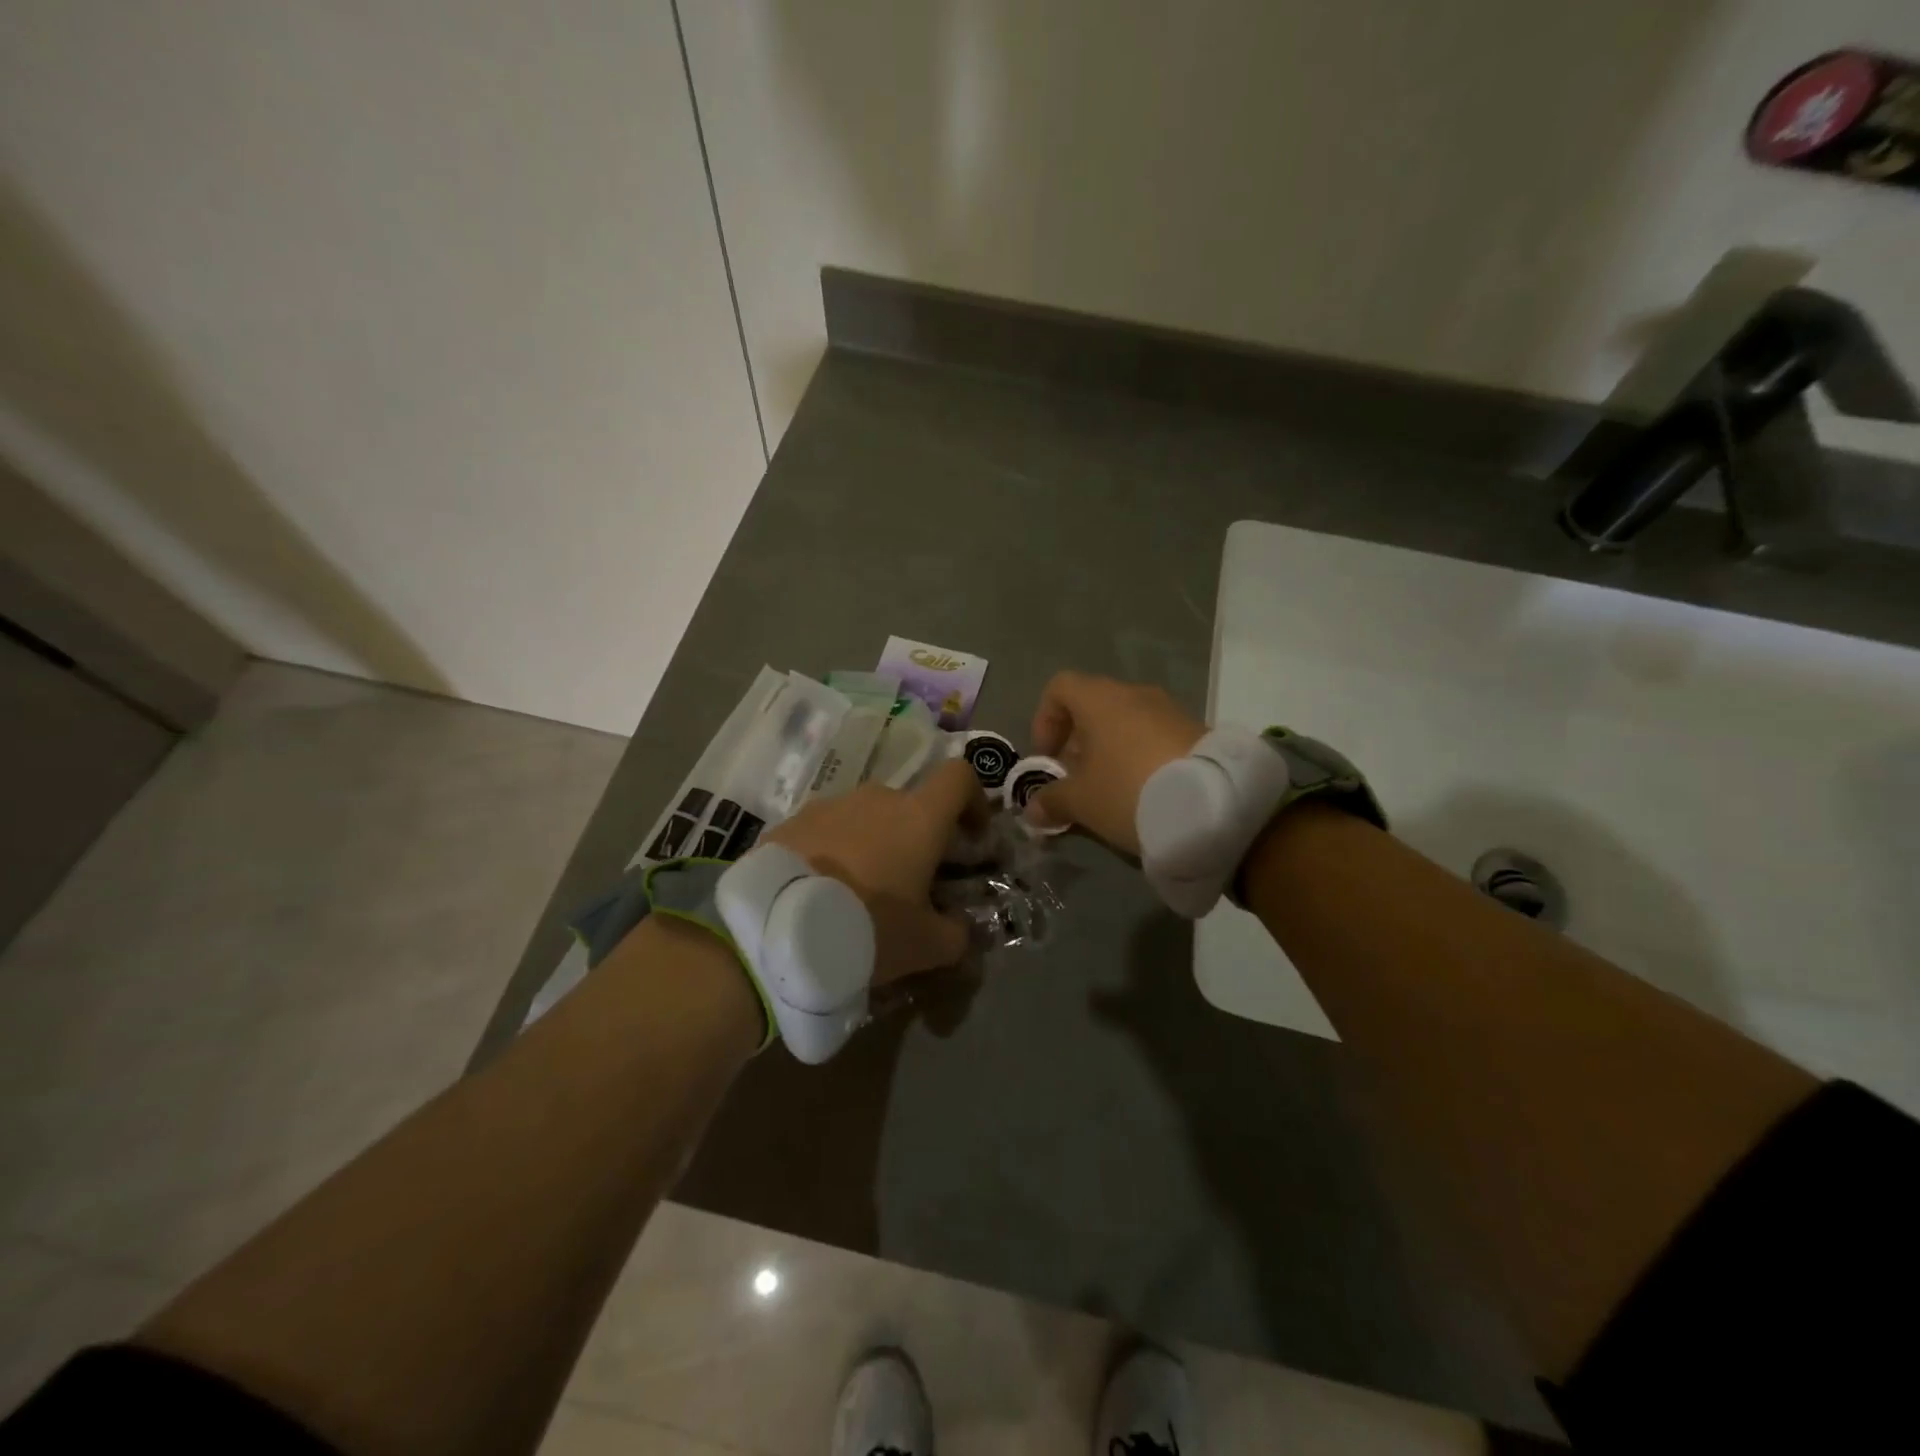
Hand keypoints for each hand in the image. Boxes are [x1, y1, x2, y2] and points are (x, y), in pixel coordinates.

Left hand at [768, 759, 989, 984]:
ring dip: (872, 844)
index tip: (971, 835)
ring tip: (858, 892)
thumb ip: (956, 933)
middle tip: (909, 883)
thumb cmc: (869, 928)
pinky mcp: (790, 823)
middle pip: (908, 805)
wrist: (778, 930)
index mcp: (918, 817)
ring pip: (864, 818)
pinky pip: (824, 831)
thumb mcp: (926, 946)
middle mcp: (875, 799)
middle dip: (915, 837)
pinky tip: (820, 892)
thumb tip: (960, 927)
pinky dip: (832, 853)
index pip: (959, 777)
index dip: (973, 799)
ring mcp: (828, 806)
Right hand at [1025, 671, 1203, 853]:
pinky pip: (1155, 736)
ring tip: (1110, 790)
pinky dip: (1141, 756)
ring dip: (1111, 750)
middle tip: (1076, 780)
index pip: (1059, 687)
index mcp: (1099, 699)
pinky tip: (1144, 792)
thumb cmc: (1128, 791)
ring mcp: (1170, 710)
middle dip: (1078, 741)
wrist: (1213, 805)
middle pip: (1094, 706)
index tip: (1048, 757)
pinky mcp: (1196, 730)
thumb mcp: (1081, 802)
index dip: (1045, 719)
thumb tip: (1032, 809)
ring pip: (1126, 722)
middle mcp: (1134, 694)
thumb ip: (1052, 800)